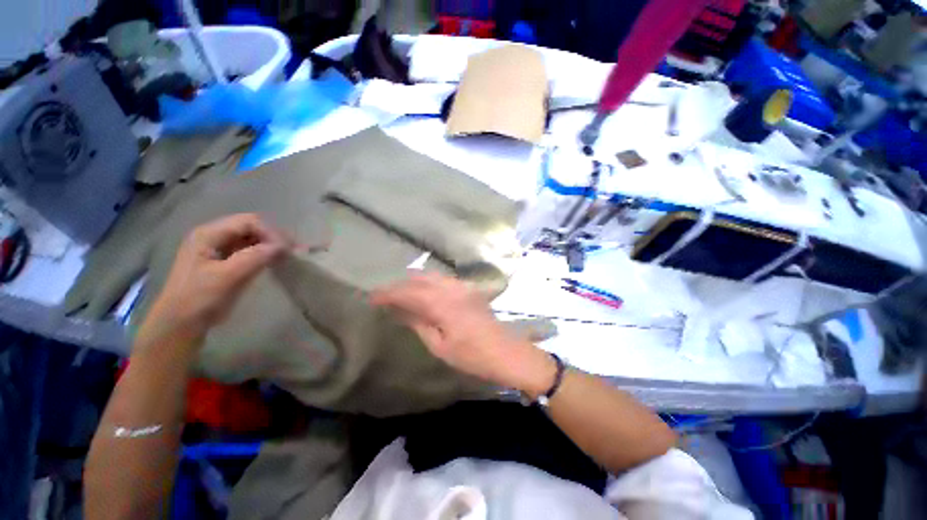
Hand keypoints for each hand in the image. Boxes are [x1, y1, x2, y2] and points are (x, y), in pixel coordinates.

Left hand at [138, 214, 290, 345]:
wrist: (180, 324)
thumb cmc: (199, 299)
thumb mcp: (227, 277)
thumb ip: (255, 257)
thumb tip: (284, 246)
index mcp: (208, 234)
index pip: (248, 222)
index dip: (271, 232)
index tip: (288, 249)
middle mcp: (213, 236)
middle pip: (250, 227)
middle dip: (273, 237)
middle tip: (292, 251)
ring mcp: (217, 248)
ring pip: (251, 238)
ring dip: (270, 245)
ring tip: (287, 255)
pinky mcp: (223, 261)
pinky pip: (248, 250)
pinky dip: (264, 253)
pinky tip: (274, 261)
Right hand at [371, 272, 555, 395]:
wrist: (506, 352)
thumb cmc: (472, 356)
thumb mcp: (439, 345)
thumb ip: (419, 323)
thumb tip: (399, 311)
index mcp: (442, 303)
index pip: (408, 292)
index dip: (388, 293)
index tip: (372, 297)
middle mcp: (451, 288)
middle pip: (419, 279)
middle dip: (400, 285)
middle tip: (384, 295)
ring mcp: (462, 286)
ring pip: (432, 276)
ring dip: (414, 281)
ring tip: (400, 291)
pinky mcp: (469, 289)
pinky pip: (443, 279)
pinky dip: (429, 282)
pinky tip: (424, 290)